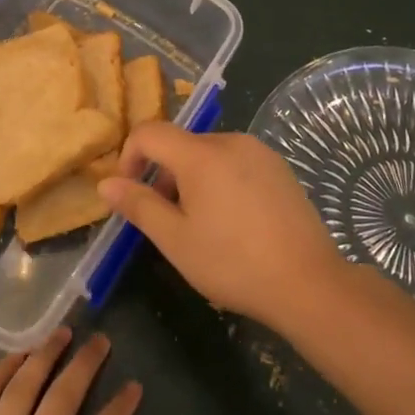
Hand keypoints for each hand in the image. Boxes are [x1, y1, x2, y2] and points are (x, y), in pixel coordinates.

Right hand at [98, 123, 344, 329]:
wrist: (308, 282)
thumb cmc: (233, 263)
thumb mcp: (176, 240)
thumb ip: (139, 206)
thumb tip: (106, 183)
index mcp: (200, 153)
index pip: (149, 132)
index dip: (130, 157)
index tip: (130, 193)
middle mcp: (230, 140)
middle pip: (181, 144)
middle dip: (164, 176)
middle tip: (168, 221)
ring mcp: (259, 151)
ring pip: (209, 154)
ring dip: (193, 180)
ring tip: (202, 226)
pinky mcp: (279, 167)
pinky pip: (236, 162)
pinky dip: (221, 181)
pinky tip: (234, 222)